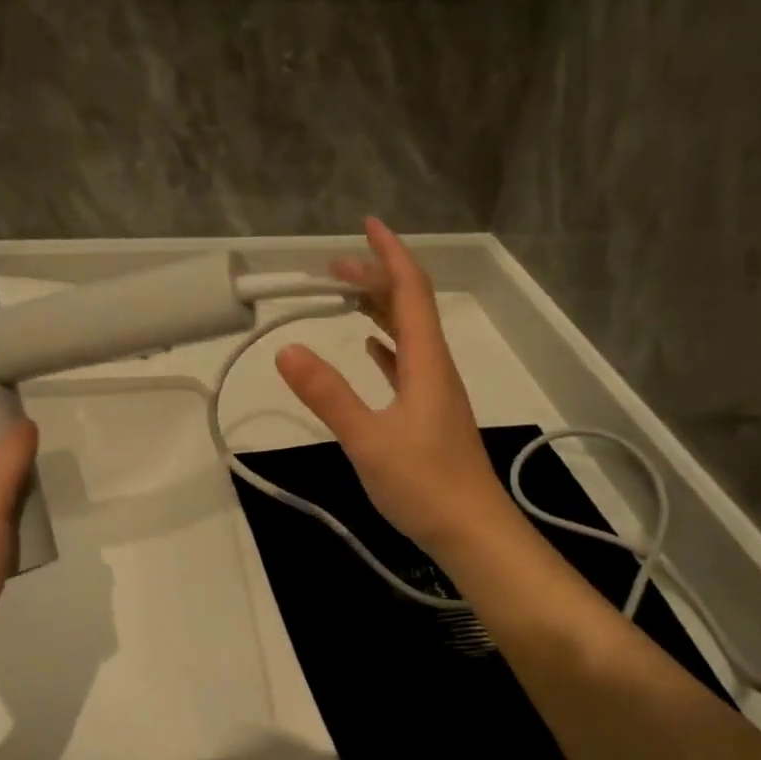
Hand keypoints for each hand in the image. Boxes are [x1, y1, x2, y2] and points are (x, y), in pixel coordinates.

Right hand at [275, 218, 506, 557]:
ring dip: (378, 308)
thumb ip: (328, 394)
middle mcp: (434, 366)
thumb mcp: (368, 439)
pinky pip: (406, 362)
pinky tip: (370, 346)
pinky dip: (386, 343)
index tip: (368, 225)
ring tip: (343, 296)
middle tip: (331, 269)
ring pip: (407, 333)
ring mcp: (434, 391)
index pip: (410, 290)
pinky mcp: (429, 413)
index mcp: (426, 361)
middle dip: (373, 278)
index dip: (390, 254)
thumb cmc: (425, 486)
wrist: (474, 534)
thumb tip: (286, 348)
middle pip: (408, 306)